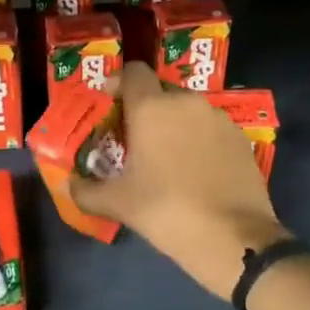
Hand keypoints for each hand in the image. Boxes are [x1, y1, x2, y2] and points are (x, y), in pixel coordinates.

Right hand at [71, 63, 288, 298]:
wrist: (234, 238)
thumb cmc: (167, 212)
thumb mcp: (118, 204)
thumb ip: (85, 190)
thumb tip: (69, 184)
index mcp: (152, 108)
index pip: (133, 72)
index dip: (118, 83)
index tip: (110, 107)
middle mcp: (186, 102)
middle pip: (159, 91)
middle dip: (144, 109)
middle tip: (134, 140)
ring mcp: (218, 118)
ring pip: (187, 110)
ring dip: (173, 124)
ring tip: (166, 158)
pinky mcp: (240, 137)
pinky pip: (210, 128)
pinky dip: (198, 140)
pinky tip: (196, 170)